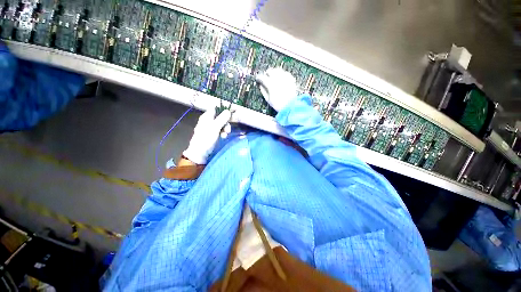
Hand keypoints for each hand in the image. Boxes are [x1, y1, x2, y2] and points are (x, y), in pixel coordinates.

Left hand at [183, 108, 231, 164]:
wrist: (200, 152)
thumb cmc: (206, 138)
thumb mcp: (215, 128)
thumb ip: (222, 119)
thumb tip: (228, 111)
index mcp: (207, 116)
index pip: (216, 108)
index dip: (224, 109)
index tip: (231, 113)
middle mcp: (209, 120)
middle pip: (221, 116)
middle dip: (226, 122)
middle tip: (228, 128)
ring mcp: (212, 127)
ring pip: (222, 124)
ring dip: (226, 128)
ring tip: (225, 134)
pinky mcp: (214, 133)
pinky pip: (221, 130)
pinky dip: (223, 132)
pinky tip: (224, 137)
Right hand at [256, 68, 297, 111]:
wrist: (290, 106)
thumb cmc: (278, 105)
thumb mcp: (268, 99)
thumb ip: (263, 91)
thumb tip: (261, 85)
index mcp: (271, 84)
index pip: (262, 77)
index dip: (259, 78)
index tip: (258, 79)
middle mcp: (278, 79)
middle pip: (270, 71)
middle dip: (267, 73)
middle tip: (265, 77)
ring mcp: (285, 78)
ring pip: (278, 70)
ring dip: (274, 72)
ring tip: (273, 76)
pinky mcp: (291, 79)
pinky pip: (285, 73)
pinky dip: (282, 74)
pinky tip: (281, 78)